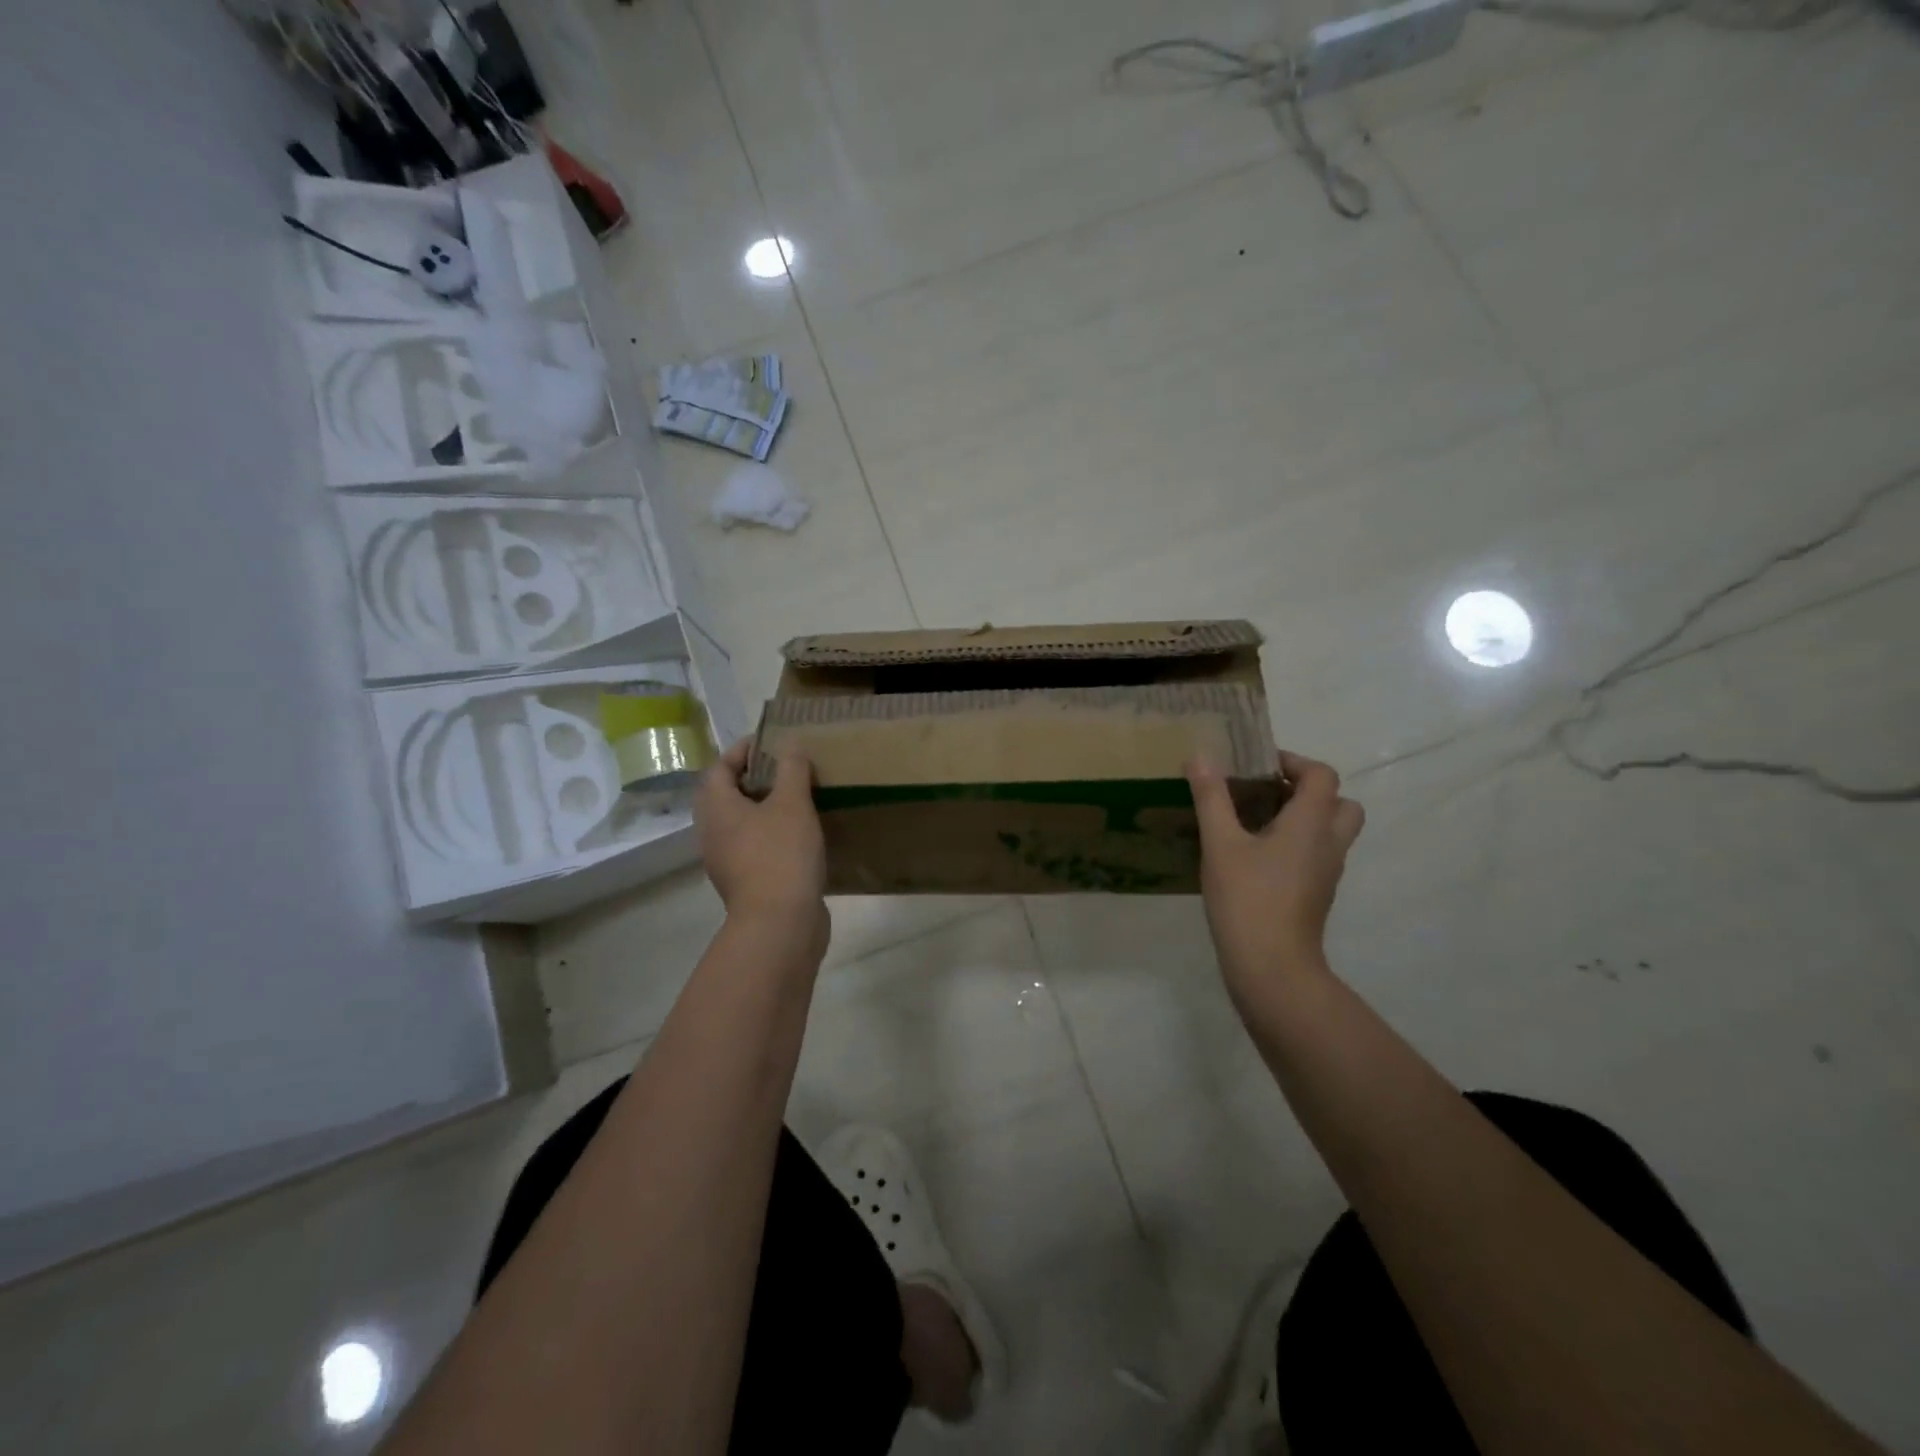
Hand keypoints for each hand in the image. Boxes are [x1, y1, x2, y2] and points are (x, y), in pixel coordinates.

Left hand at [696, 740, 827, 949]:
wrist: (780, 924)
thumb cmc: (780, 854)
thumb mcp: (792, 803)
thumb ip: (791, 768)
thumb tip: (790, 743)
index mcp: (717, 809)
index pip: (720, 767)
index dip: (742, 750)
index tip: (771, 742)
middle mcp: (713, 833)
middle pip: (727, 796)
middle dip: (754, 779)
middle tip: (786, 769)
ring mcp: (727, 862)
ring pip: (742, 824)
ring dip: (765, 808)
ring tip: (798, 799)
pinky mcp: (746, 883)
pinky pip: (755, 847)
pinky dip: (773, 834)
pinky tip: (802, 835)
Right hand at [1188, 750, 1364, 1006]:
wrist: (1272, 968)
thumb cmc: (1248, 898)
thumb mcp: (1221, 843)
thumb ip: (1212, 798)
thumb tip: (1200, 756)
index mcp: (1312, 824)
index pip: (1322, 775)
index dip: (1294, 761)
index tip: (1258, 765)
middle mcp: (1329, 844)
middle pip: (1340, 803)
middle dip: (1307, 791)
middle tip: (1267, 793)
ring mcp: (1326, 873)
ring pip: (1330, 832)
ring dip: (1303, 818)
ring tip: (1256, 822)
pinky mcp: (1316, 895)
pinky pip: (1316, 856)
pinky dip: (1296, 845)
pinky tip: (1255, 856)